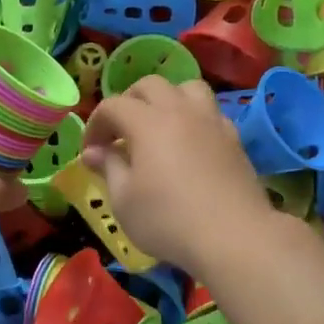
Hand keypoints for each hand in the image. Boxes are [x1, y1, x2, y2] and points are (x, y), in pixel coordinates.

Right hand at [81, 76, 270, 271]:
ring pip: (187, 88)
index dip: (95, 124)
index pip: (113, 105)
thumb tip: (93, 152)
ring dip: (167, 99)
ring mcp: (212, 122)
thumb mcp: (124, 200)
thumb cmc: (168, 220)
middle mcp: (180, 111)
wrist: (234, 238)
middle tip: (119, 132)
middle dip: (128, 102)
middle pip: (150, 85)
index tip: (90, 151)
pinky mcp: (234, 139)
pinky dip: (194, 117)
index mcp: (147, 122)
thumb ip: (109, 167)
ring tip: (159, 126)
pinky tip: (189, 144)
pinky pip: (210, 112)